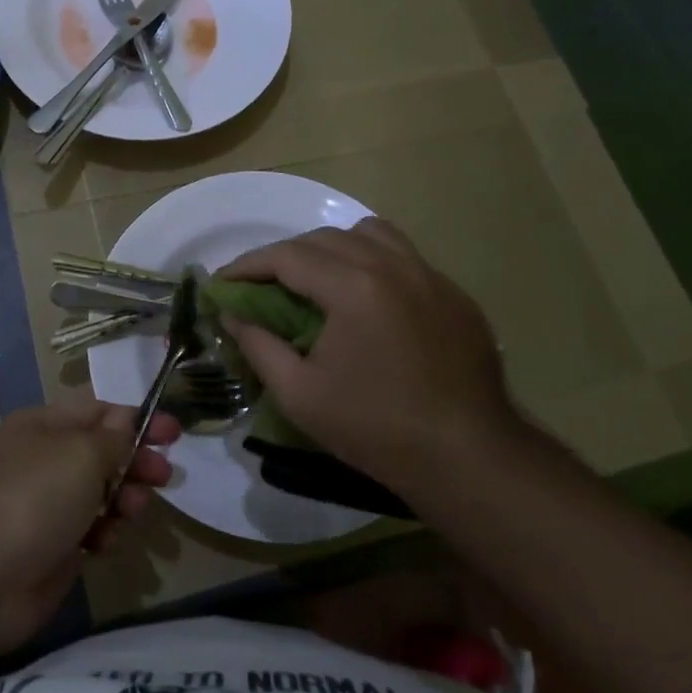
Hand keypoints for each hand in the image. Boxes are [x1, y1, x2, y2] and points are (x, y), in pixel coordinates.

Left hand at [0, 401, 179, 660]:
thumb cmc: (31, 499)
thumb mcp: (79, 455)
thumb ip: (112, 438)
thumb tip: (125, 420)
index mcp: (44, 426)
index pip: (99, 411)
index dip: (137, 418)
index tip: (174, 433)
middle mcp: (44, 460)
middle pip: (103, 452)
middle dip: (136, 460)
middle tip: (164, 475)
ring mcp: (47, 506)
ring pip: (101, 492)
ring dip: (125, 498)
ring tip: (133, 510)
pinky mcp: (52, 548)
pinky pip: (92, 530)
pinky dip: (106, 532)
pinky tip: (107, 542)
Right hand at [219, 219, 514, 490]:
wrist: (469, 458)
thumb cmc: (375, 428)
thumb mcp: (299, 394)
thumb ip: (257, 345)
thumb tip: (231, 314)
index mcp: (353, 286)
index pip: (286, 255)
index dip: (247, 265)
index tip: (222, 282)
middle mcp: (392, 265)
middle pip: (324, 238)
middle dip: (284, 256)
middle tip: (261, 287)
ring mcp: (429, 275)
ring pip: (368, 234)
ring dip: (332, 248)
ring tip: (317, 281)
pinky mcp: (453, 294)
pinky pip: (403, 257)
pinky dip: (372, 262)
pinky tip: (367, 301)